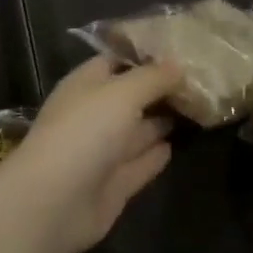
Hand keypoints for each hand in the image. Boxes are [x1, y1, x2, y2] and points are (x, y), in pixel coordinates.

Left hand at [0, 56, 179, 252]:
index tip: (180, 49)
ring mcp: (102, 152)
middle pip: (131, 97)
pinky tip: (176, 144)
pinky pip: (141, 164)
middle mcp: (94, 115)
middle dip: (160, 89)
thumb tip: (179, 65)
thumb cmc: (85, 131)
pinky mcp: (113, 186)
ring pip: (138, 131)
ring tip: (197, 109)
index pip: (117, 61)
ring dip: (162, 120)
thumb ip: (154, 77)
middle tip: (200, 80)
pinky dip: (156, 155)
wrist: (53, 203)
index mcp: (86, 85)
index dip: (146, 55)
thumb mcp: (124, 92)